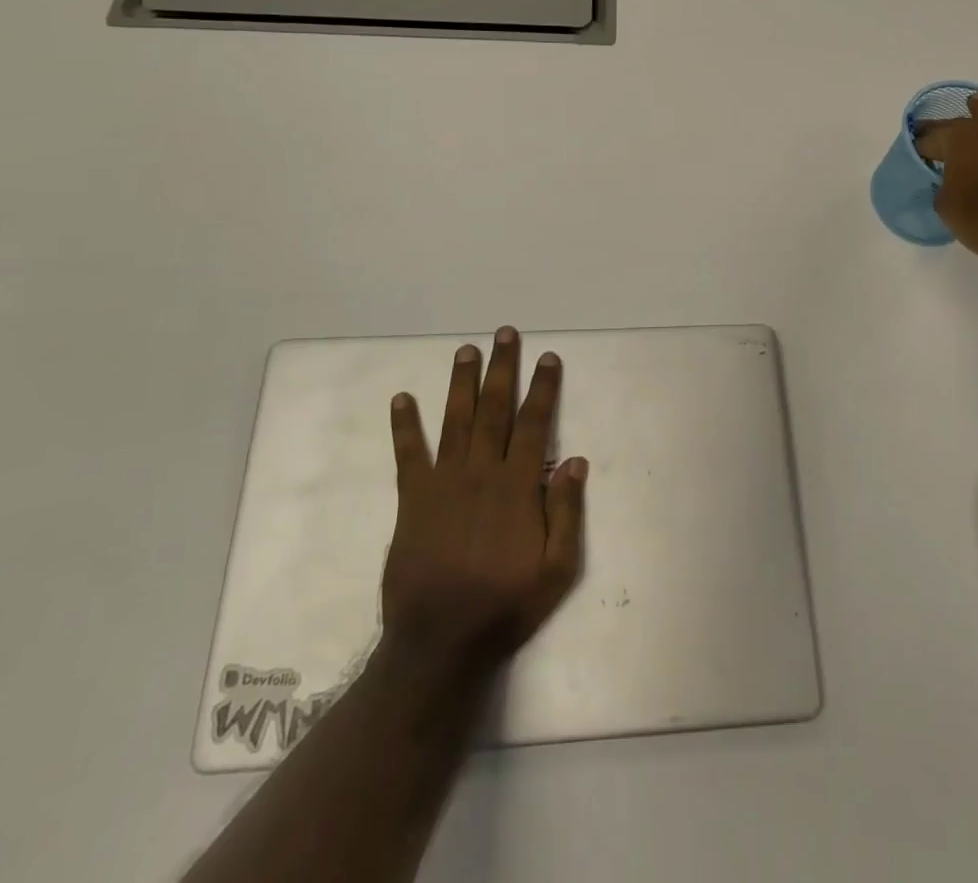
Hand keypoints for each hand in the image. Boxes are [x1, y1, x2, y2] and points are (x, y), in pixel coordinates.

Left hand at [382, 327, 587, 667]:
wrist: (439, 643)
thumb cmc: (504, 607)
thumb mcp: (556, 571)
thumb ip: (567, 513)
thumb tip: (576, 461)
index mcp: (517, 486)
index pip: (534, 424)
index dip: (542, 388)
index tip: (547, 358)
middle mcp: (481, 472)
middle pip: (494, 409)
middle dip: (502, 368)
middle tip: (505, 334)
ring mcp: (443, 483)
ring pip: (455, 420)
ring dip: (461, 383)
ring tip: (466, 350)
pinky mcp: (412, 500)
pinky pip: (408, 455)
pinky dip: (404, 426)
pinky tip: (401, 399)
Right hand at [912, 103, 977, 268]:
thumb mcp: (948, 209)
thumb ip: (943, 190)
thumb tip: (947, 185)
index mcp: (957, 140)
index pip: (930, 140)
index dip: (920, 146)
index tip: (914, 152)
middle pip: (961, 122)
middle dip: (946, 126)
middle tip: (934, 129)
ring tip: (977, 105)